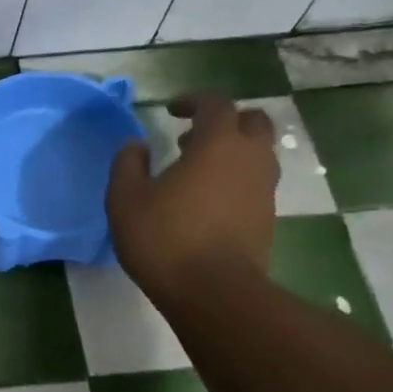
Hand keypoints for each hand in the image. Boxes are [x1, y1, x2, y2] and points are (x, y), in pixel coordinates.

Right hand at [106, 91, 278, 308]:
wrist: (214, 291)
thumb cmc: (165, 238)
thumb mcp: (125, 199)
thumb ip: (127, 164)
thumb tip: (136, 145)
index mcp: (218, 144)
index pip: (216, 103)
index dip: (193, 100)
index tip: (171, 110)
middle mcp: (250, 158)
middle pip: (252, 122)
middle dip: (225, 121)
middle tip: (193, 137)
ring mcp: (264, 190)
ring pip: (258, 154)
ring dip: (231, 152)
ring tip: (197, 171)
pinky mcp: (267, 218)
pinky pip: (254, 184)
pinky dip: (235, 180)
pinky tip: (206, 202)